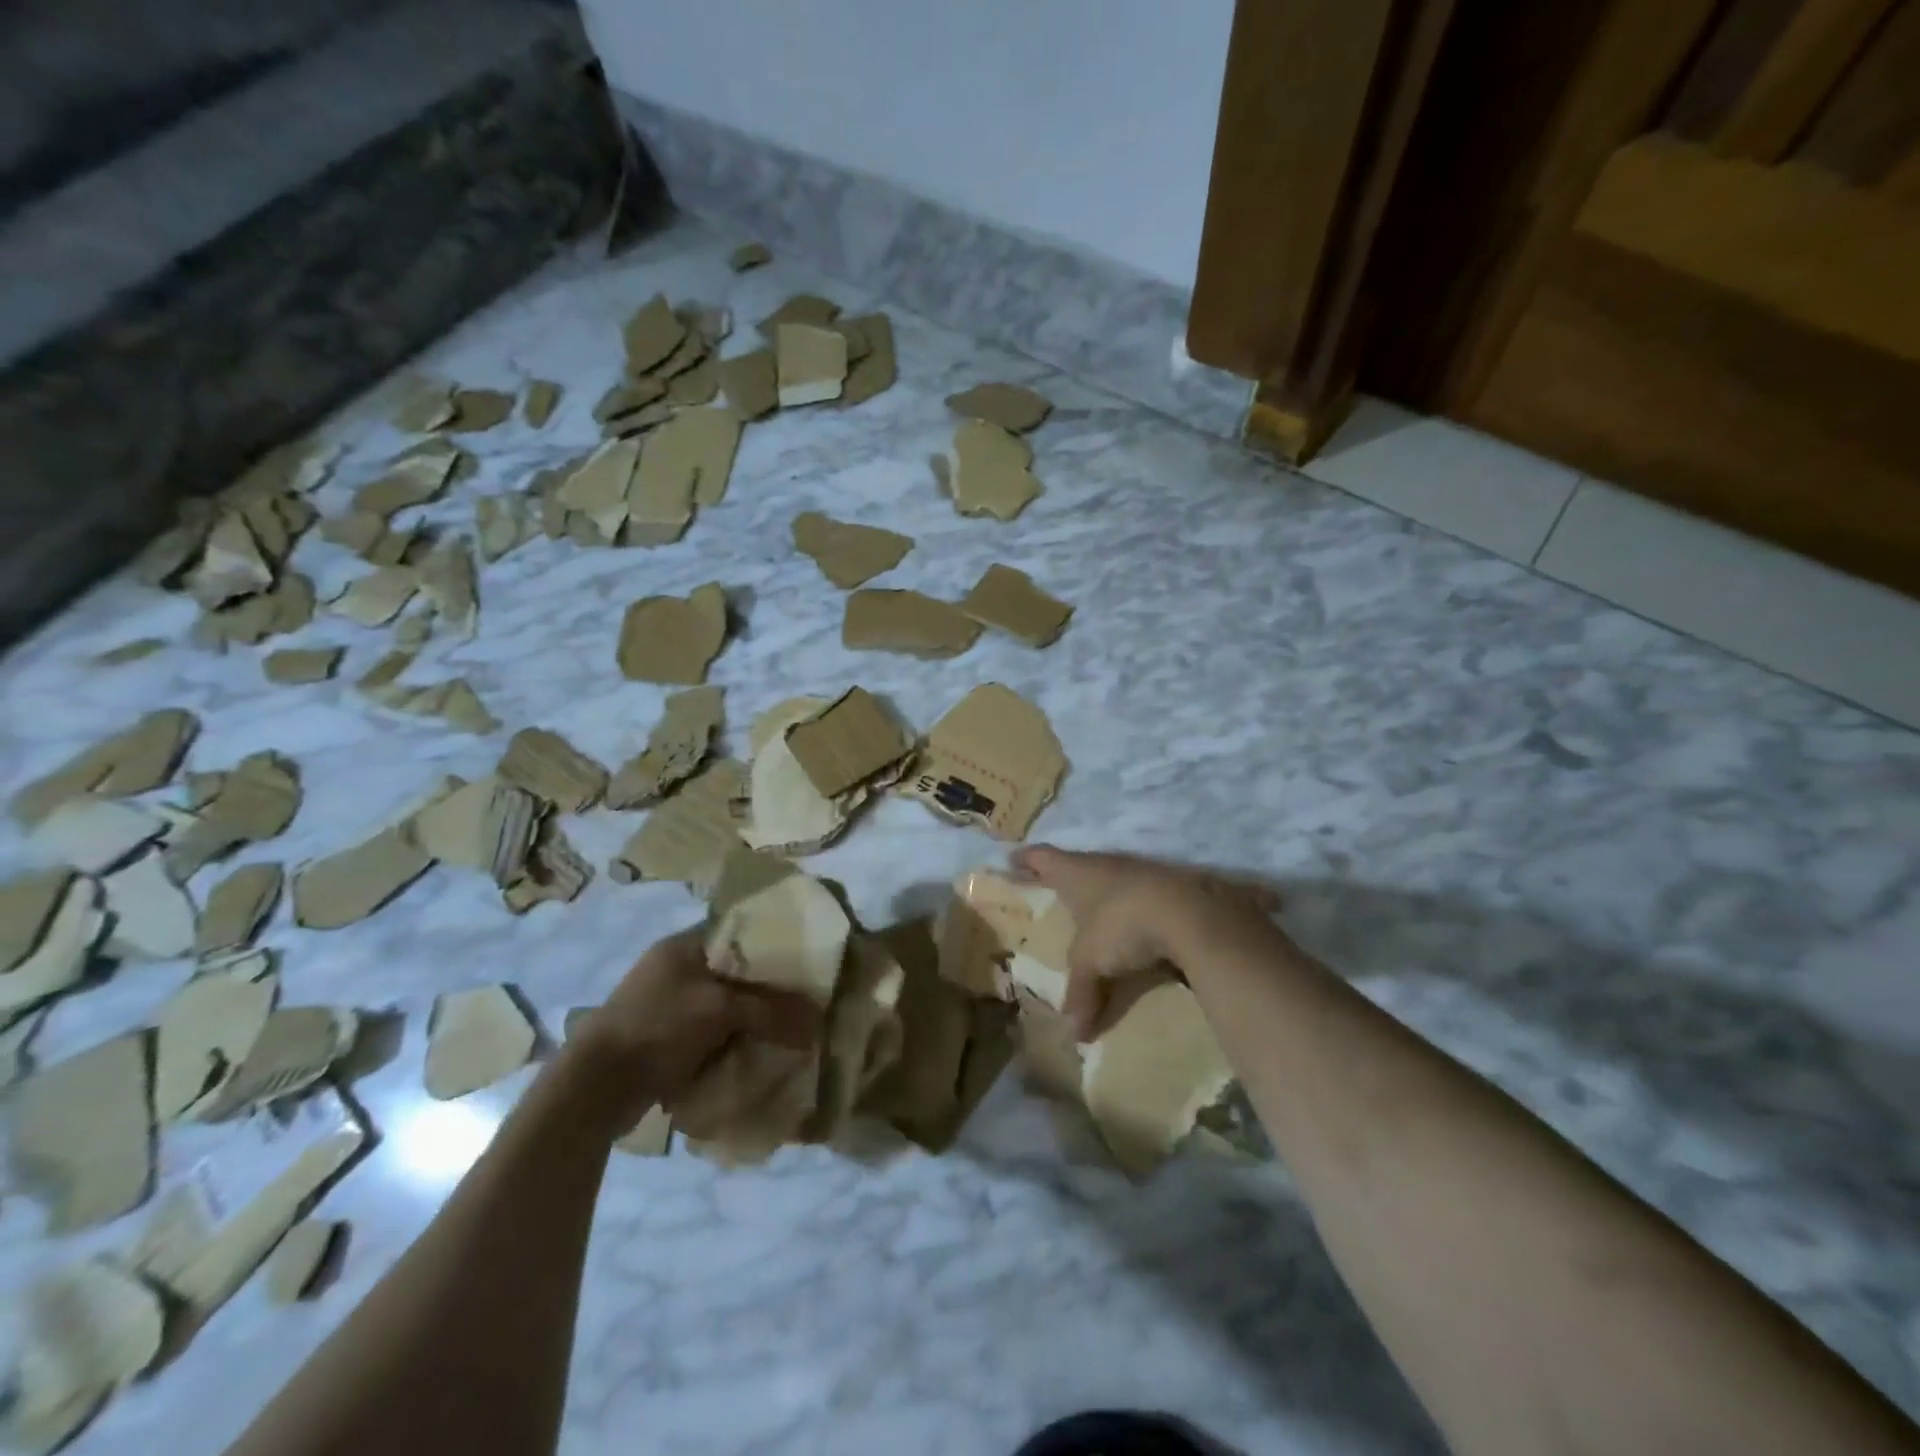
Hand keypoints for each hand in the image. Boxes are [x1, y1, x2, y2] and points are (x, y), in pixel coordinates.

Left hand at [565, 928, 816, 1128]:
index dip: (771, 944)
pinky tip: (752, 1052)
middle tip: (799, 1001)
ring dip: (746, 1019)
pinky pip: (707, 1033)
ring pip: (721, 1005)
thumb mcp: (721, 1011)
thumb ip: (771, 1011)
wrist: (595, 1086)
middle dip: (763, 989)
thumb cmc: (658, 1027)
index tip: (802, 962)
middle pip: (733, 972)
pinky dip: (727, 1041)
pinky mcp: (660, 1038)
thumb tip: (817, 1022)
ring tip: (783, 1030)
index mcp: (683, 945)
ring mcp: (664, 1004)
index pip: (738, 932)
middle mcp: (674, 968)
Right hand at [1010, 845, 1278, 1038]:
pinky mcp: (1168, 888)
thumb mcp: (1091, 963)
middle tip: (1053, 892)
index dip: (1026, 860)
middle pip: (1078, 867)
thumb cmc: (1121, 924)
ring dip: (1102, 896)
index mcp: (1076, 872)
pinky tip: (1134, 929)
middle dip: (1066, 880)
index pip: (1042, 858)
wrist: (1190, 912)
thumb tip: (1077, 1034)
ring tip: (1093, 914)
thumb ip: (1081, 992)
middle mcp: (1105, 864)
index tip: (1013, 860)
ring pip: (1111, 882)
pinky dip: (1132, 912)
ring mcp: (1139, 873)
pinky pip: (1140, 899)